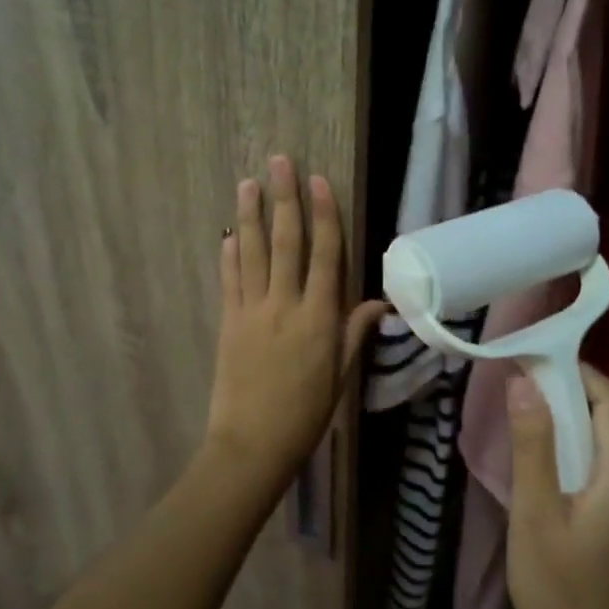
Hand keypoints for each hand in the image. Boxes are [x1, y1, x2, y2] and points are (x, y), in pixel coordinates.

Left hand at [204, 154, 384, 485]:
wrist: (252, 445)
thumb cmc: (306, 414)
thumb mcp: (340, 376)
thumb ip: (354, 333)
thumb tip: (380, 302)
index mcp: (318, 318)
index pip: (324, 254)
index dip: (324, 214)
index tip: (319, 180)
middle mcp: (285, 305)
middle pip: (286, 242)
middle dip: (284, 199)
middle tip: (279, 162)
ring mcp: (252, 312)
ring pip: (253, 253)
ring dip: (250, 216)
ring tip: (247, 183)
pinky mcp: (228, 323)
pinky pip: (229, 281)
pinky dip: (230, 255)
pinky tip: (229, 234)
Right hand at [507, 364, 608, 608]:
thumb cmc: (561, 594)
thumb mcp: (535, 515)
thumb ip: (532, 444)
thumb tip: (524, 381)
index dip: (576, 372)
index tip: (534, 361)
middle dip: (574, 395)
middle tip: (524, 390)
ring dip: (580, 425)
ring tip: (534, 422)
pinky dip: (590, 453)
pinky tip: (558, 468)